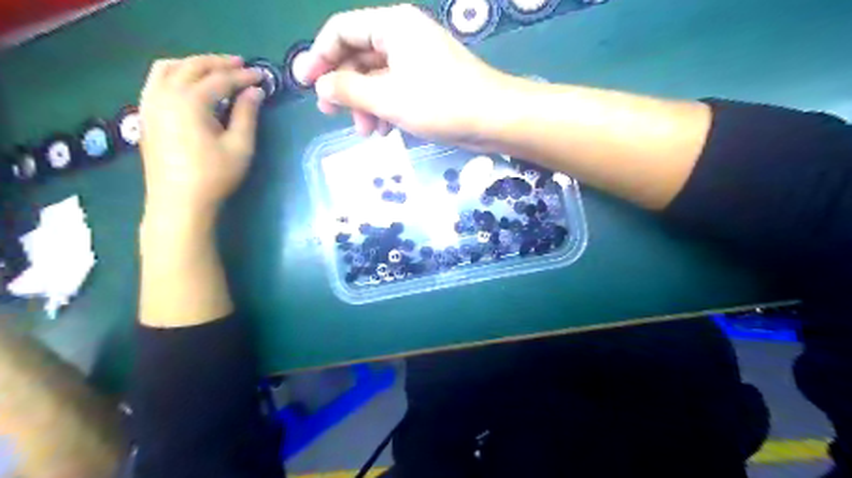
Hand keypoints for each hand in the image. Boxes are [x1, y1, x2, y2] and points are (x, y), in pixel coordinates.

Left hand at [138, 55, 265, 217]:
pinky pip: (155, 80)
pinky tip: (187, 83)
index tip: (262, 75)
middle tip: (241, 65)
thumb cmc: (215, 176)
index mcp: (190, 101)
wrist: (179, 202)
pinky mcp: (145, 114)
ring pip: (168, 67)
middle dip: (219, 63)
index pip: (220, 79)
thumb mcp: (240, 146)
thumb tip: (255, 91)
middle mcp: (165, 94)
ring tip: (214, 69)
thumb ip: (247, 114)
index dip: (243, 76)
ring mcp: (150, 102)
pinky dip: (174, 73)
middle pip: (192, 66)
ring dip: (193, 64)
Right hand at [297, 4, 515, 145]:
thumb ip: (349, 90)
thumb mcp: (388, 98)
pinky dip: (385, 109)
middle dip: (344, 87)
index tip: (304, 84)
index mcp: (392, 26)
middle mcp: (403, 37)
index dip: (319, 55)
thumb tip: (321, 86)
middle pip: (358, 55)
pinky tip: (384, 132)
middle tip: (330, 113)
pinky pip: (395, 90)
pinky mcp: (428, 83)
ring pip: (377, 77)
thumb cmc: (440, 103)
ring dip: (365, 104)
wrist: (494, 119)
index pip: (342, 30)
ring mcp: (417, 61)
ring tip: (366, 132)